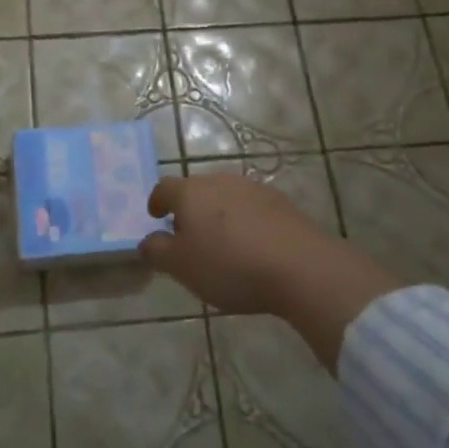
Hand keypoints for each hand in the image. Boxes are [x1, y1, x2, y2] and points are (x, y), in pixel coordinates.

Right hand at [138, 174, 401, 370]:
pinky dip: (246, 222)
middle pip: (196, 190)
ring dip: (219, 215)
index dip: (157, 202)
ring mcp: (254, 188)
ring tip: (222, 244)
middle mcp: (220, 180)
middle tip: (188, 237)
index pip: (164, 187)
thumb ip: (157, 251)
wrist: (301, 267)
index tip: (156, 217)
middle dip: (189, 210)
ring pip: (226, 198)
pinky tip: (252, 247)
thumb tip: (147, 240)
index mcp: (191, 192)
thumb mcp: (182, 267)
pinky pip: (253, 209)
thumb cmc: (230, 265)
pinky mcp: (282, 202)